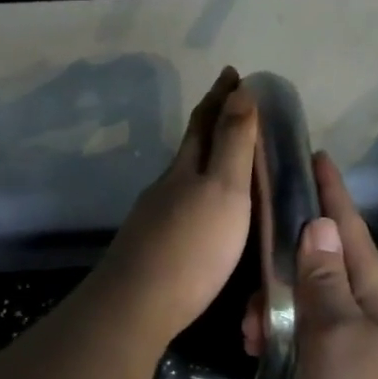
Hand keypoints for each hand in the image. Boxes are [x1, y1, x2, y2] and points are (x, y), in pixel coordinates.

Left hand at [95, 67, 257, 346]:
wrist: (137, 305)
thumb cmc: (192, 246)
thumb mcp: (224, 190)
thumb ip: (233, 144)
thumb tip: (240, 90)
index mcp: (186, 169)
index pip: (205, 122)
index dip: (220, 96)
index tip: (233, 73)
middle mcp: (166, 186)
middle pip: (189, 146)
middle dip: (210, 121)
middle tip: (230, 103)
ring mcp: (154, 217)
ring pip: (182, 177)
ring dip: (203, 160)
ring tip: (224, 158)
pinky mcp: (152, 246)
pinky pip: (179, 205)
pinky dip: (196, 194)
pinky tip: (202, 211)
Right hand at [248, 154, 377, 378]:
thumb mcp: (341, 334)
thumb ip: (325, 283)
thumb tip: (318, 226)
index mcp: (376, 296)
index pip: (349, 232)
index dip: (332, 194)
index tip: (314, 157)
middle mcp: (368, 318)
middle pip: (325, 268)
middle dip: (288, 254)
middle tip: (250, 253)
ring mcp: (356, 354)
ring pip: (309, 310)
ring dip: (278, 306)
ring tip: (247, 323)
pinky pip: (306, 347)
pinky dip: (283, 341)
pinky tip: (260, 349)